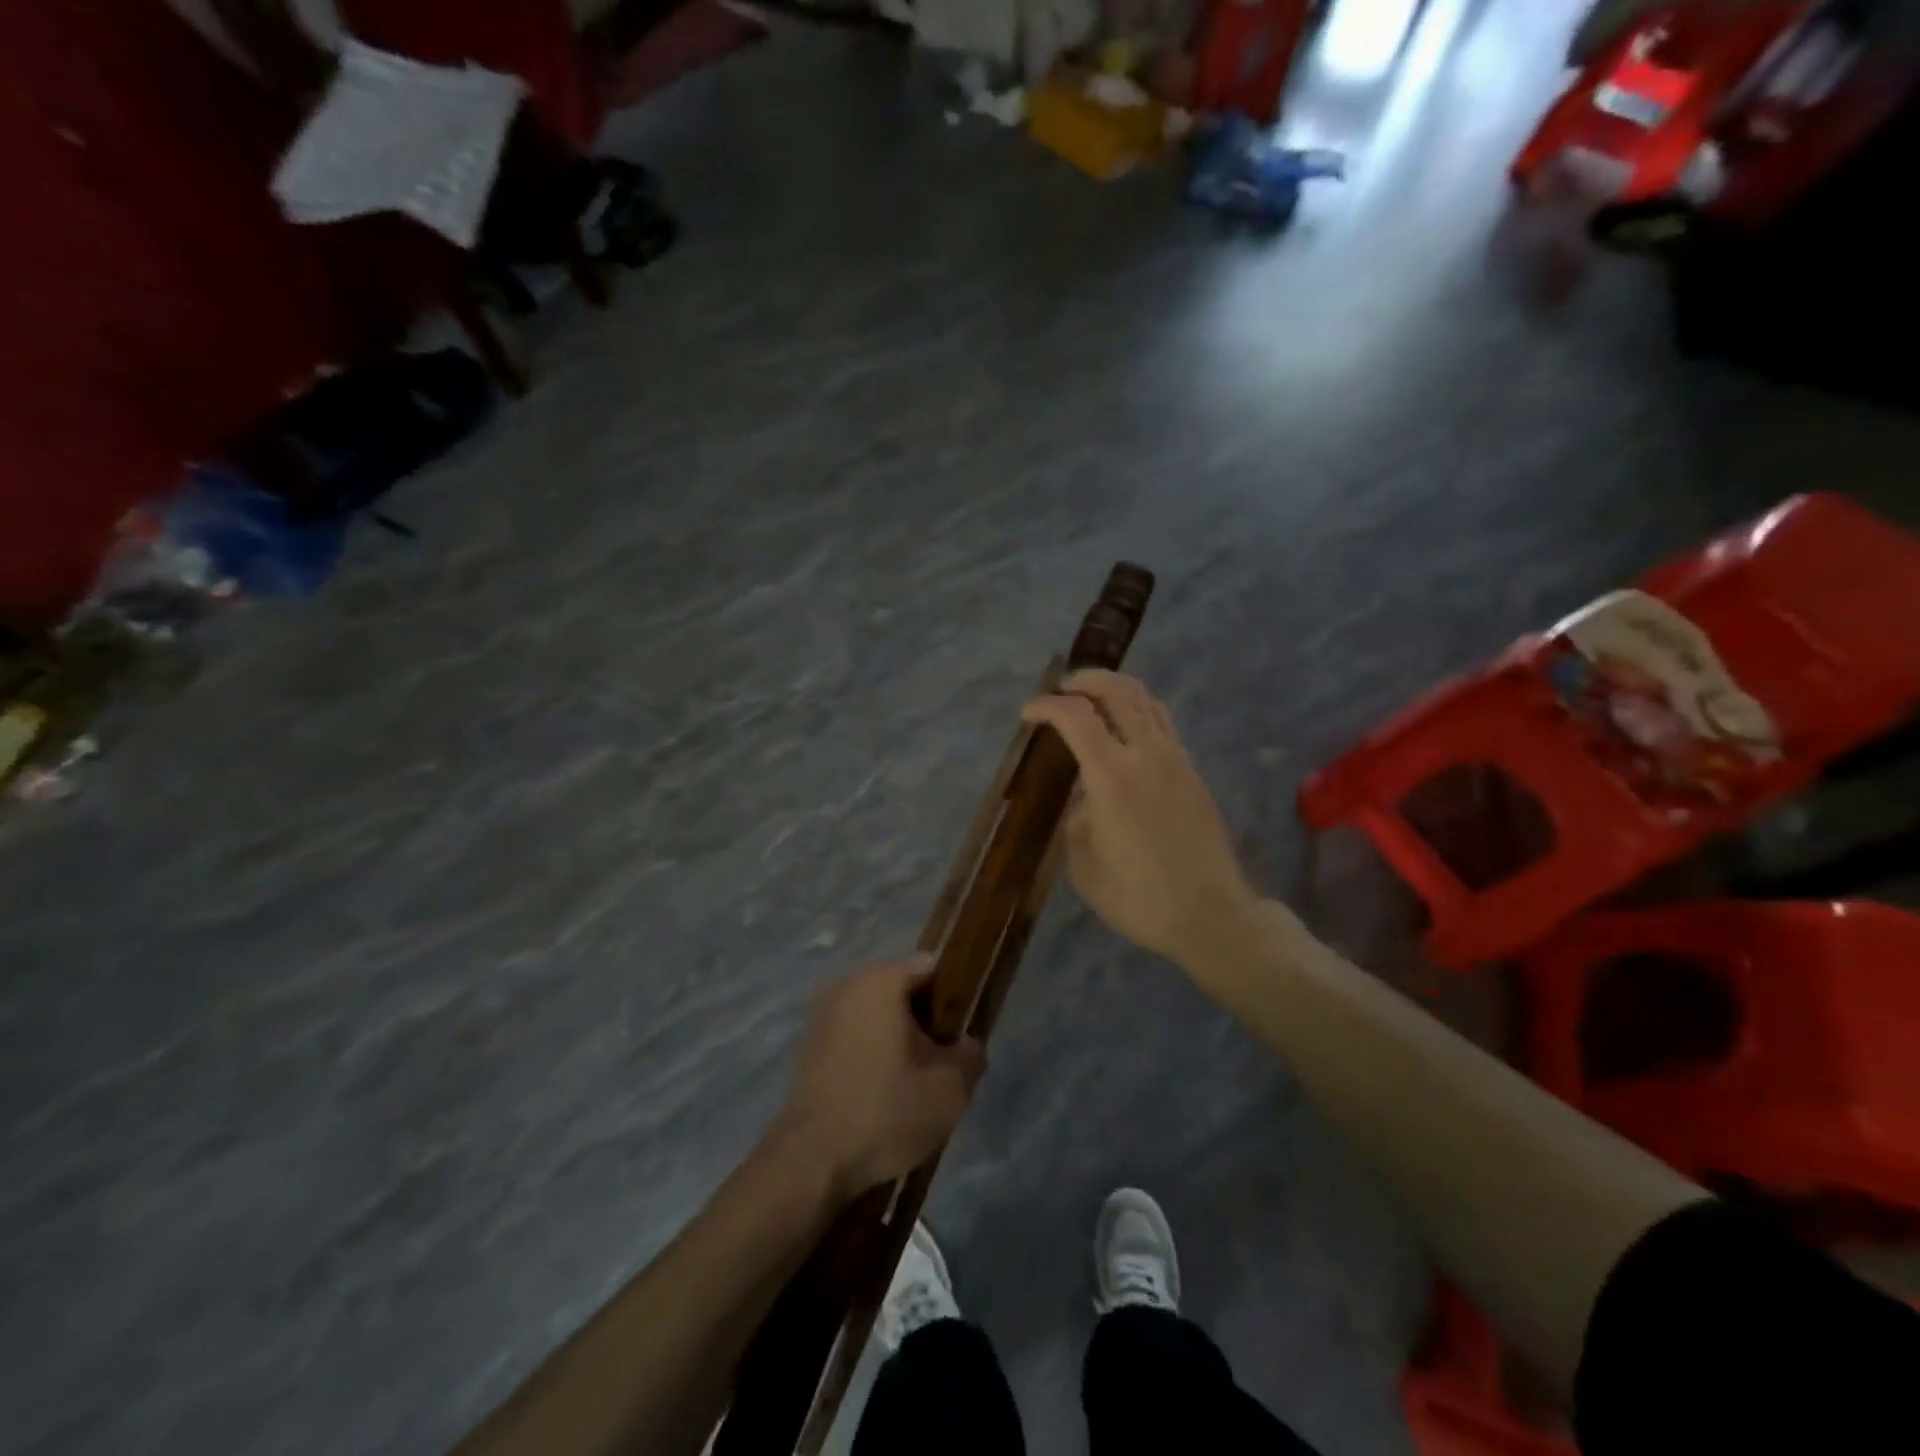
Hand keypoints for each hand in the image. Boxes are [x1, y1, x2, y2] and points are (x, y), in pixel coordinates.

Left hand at [772, 958, 984, 1204]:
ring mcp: (822, 1014)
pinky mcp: (807, 1045)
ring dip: (895, 1038)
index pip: (931, 967)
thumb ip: (970, 1056)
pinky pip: (852, 1035)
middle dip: (923, 1020)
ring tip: (911, 1081)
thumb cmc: (885, 1112)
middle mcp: (848, 984)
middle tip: (940, 1061)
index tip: (960, 1032)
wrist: (810, 1162)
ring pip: (875, 1014)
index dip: (953, 996)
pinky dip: (869, 1052)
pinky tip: (879, 1092)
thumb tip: (966, 1045)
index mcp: (882, 980)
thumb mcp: (949, 1090)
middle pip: (901, 989)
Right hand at [1023, 670, 1262, 969]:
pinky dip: (1138, 711)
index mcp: (1113, 777)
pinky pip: (1163, 723)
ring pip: (1147, 700)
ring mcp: (1176, 760)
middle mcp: (1147, 755)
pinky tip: (1125, 732)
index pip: (1076, 717)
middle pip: (1118, 690)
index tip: (1028, 713)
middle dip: (1086, 680)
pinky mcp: (1193, 772)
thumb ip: (1077, 820)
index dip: (1046, 706)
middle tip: (1063, 689)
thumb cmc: (1138, 897)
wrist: (1210, 915)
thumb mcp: (1083, 865)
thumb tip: (1085, 799)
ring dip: (1116, 689)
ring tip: (1093, 700)